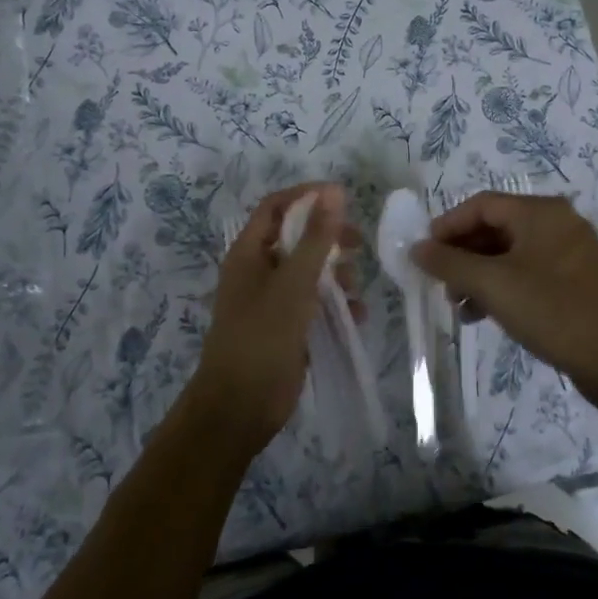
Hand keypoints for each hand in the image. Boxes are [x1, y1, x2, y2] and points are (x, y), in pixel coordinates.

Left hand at [190, 182, 358, 456]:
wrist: (240, 407)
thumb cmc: (262, 337)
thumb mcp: (293, 283)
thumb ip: (315, 238)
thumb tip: (334, 192)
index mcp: (248, 253)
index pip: (275, 207)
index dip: (306, 196)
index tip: (343, 198)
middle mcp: (258, 271)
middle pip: (295, 237)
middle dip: (327, 237)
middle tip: (358, 243)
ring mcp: (271, 301)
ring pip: (308, 272)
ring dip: (334, 273)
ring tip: (354, 286)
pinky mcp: (286, 327)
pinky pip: (313, 303)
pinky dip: (334, 304)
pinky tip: (356, 314)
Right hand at [411, 192, 597, 410]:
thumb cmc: (551, 311)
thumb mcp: (492, 285)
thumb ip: (449, 263)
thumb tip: (416, 248)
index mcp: (541, 212)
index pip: (481, 205)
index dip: (448, 226)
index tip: (425, 252)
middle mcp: (558, 222)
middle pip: (496, 227)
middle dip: (463, 254)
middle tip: (440, 282)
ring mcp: (571, 252)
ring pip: (510, 253)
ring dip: (479, 274)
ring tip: (457, 305)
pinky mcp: (576, 280)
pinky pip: (529, 271)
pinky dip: (502, 286)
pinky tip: (483, 314)